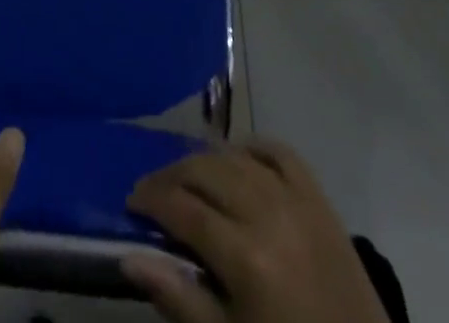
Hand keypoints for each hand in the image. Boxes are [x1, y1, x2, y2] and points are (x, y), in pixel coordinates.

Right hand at [123, 140, 388, 322]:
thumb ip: (179, 299)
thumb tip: (129, 257)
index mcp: (246, 257)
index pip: (183, 209)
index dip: (150, 200)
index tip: (130, 204)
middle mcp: (268, 212)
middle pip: (205, 171)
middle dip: (170, 176)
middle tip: (151, 192)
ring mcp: (297, 199)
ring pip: (236, 156)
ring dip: (205, 161)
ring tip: (186, 179)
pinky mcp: (319, 197)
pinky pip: (279, 152)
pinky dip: (252, 149)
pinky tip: (236, 161)